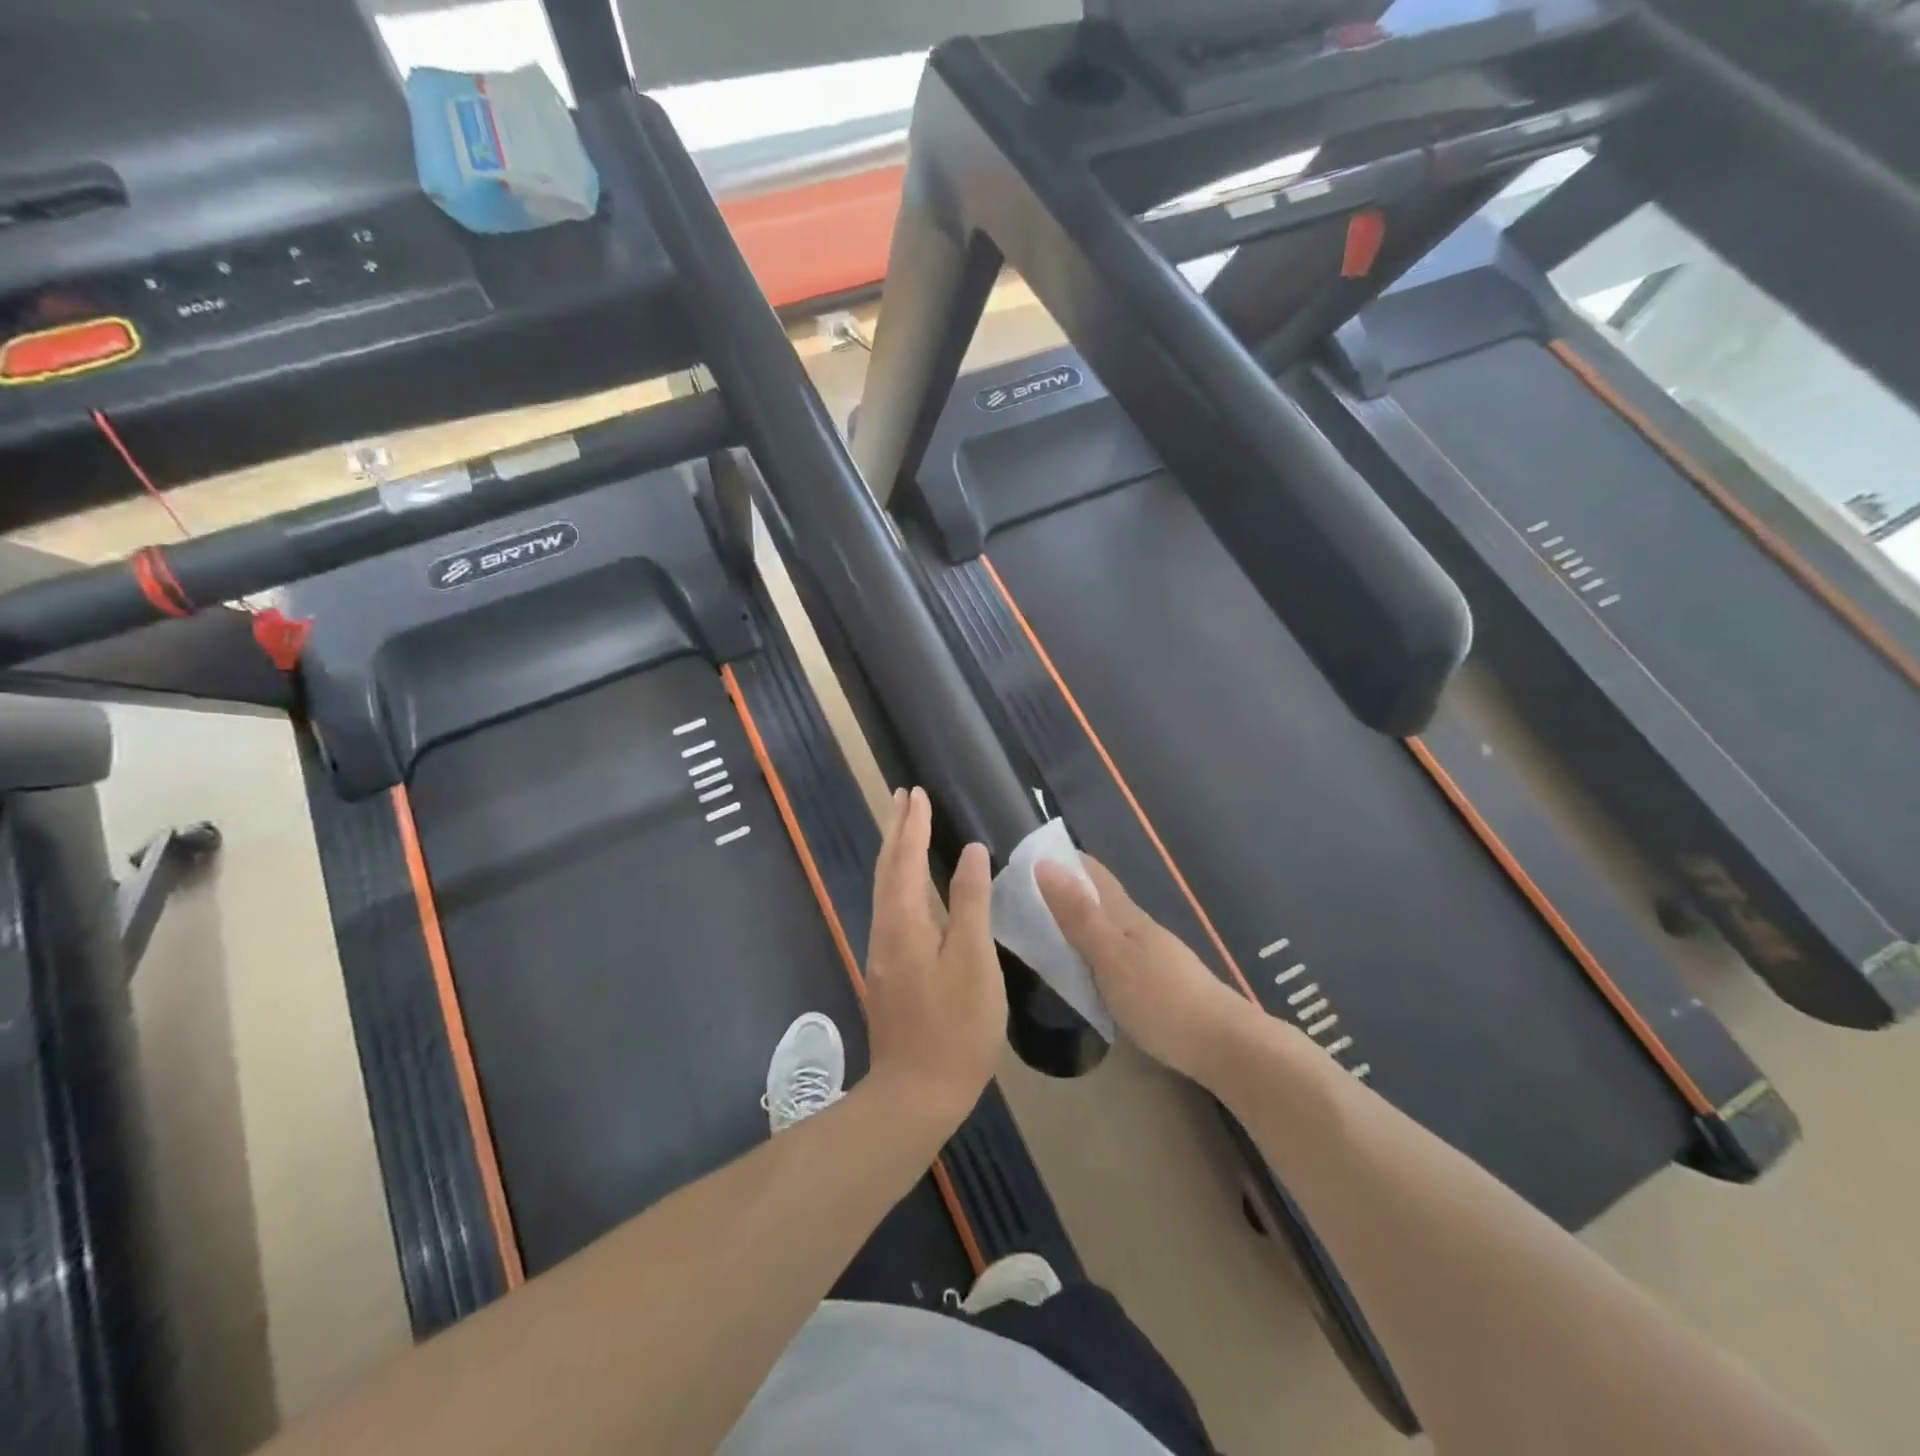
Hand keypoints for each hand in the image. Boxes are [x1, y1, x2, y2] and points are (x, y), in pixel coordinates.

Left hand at [864, 788, 1007, 1132]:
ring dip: (895, 852)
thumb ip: (971, 904)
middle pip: (888, 868)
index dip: (915, 825)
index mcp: (905, 923)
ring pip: (885, 888)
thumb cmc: (955, 1027)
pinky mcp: (890, 970)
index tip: (919, 792)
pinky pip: (890, 906)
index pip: (907, 860)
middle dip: (897, 829)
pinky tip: (909, 883)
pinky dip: (898, 879)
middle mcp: (886, 930)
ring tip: (904, 826)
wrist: (916, 1093)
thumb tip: (972, 853)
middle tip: (904, 795)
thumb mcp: (974, 962)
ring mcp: (884, 952)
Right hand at [1035, 855, 1250, 1082]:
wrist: (1226, 1046)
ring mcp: (1151, 955)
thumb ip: (1078, 915)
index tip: (1024, 860)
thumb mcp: (1111, 958)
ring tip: (1041, 931)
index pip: (1092, 873)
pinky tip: (1081, 968)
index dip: (1062, 860)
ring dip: (1076, 922)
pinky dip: (1090, 951)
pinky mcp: (1156, 983)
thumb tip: (1044, 864)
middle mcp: (1138, 928)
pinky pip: (1113, 955)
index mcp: (1125, 915)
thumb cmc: (1163, 999)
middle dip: (1063, 891)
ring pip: (1105, 927)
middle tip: (1021, 899)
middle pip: (1097, 898)